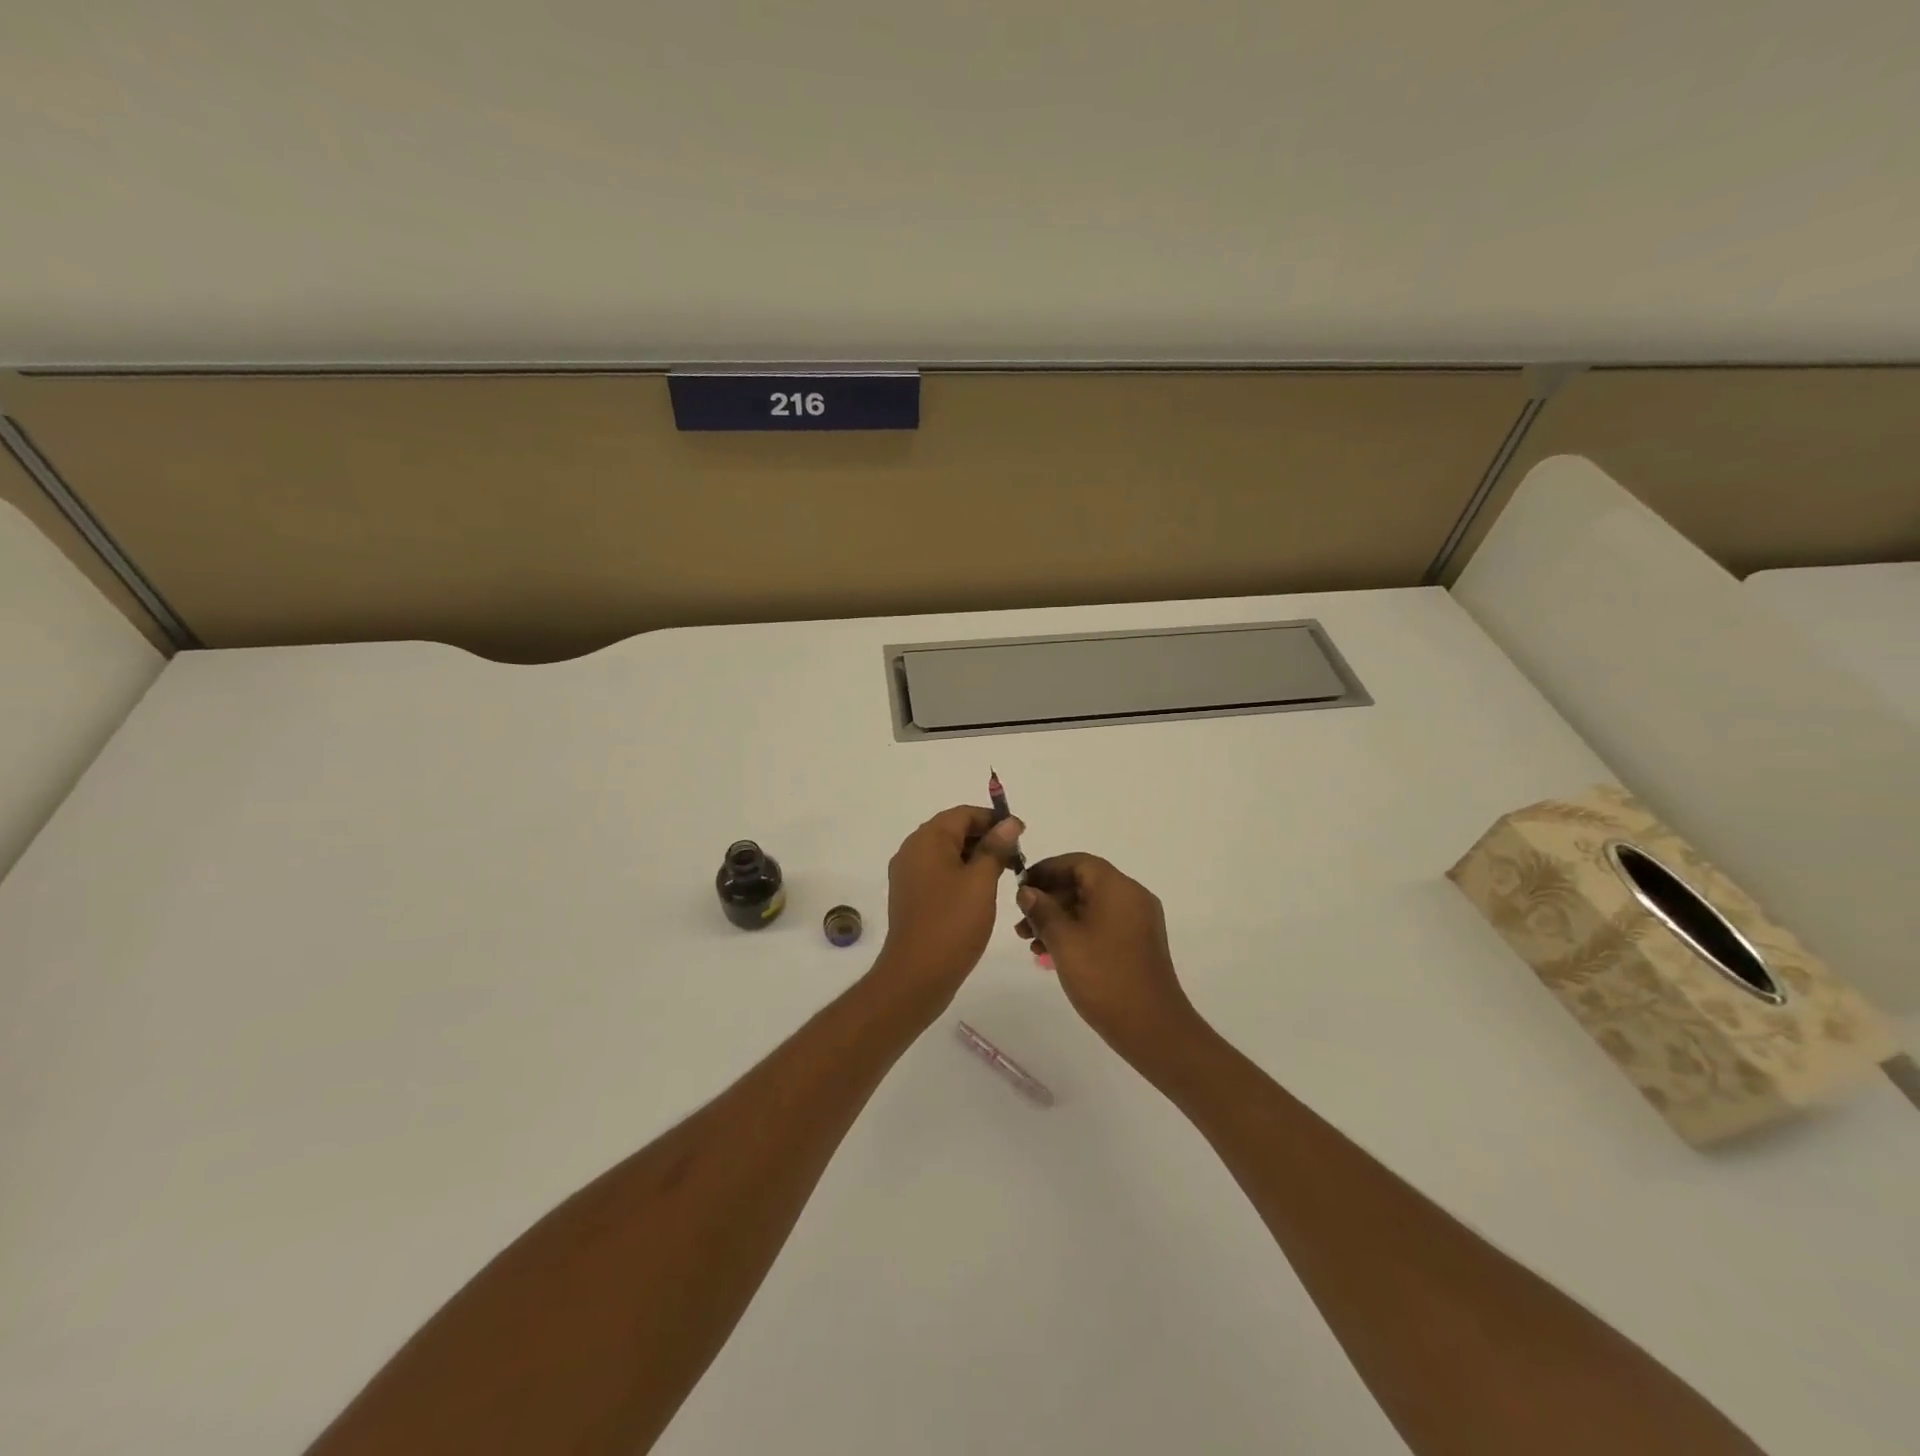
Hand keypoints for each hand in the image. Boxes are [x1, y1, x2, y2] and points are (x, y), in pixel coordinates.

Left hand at [874, 806, 1024, 1010]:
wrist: (916, 974)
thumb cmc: (952, 923)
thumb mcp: (982, 882)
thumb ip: (996, 848)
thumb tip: (1009, 822)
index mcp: (927, 839)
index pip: (963, 814)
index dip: (993, 819)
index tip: (1021, 834)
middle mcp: (912, 850)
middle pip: (953, 830)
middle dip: (985, 838)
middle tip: (1016, 856)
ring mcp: (907, 874)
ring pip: (946, 852)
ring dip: (974, 857)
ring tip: (1003, 873)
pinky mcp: (909, 895)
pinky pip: (937, 872)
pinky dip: (960, 873)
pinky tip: (980, 891)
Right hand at [1015, 853, 1203, 1063]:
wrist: (1152, 1028)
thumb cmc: (1104, 978)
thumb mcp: (1064, 941)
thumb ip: (1042, 910)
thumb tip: (1027, 891)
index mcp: (1118, 888)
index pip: (1078, 862)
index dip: (1046, 869)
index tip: (1020, 886)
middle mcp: (1132, 897)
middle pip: (1084, 883)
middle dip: (1049, 899)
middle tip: (1021, 921)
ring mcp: (1137, 921)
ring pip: (1090, 906)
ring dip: (1059, 918)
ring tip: (1030, 942)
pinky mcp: (1137, 943)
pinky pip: (1101, 924)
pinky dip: (1076, 931)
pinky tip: (1052, 953)